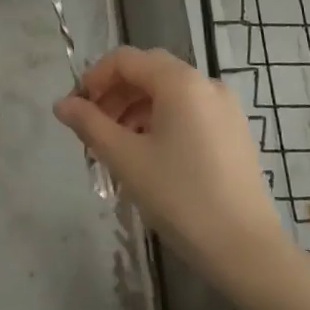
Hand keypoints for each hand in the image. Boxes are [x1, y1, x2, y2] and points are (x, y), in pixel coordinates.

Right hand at [54, 47, 289, 295]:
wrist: (247, 250)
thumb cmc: (181, 199)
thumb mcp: (127, 160)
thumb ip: (90, 125)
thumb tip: (61, 104)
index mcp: (180, 81)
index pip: (125, 59)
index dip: (94, 78)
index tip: (76, 109)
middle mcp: (205, 82)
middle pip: (148, 71)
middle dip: (115, 94)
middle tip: (93, 128)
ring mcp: (225, 106)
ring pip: (169, 92)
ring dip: (136, 108)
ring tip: (118, 145)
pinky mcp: (234, 130)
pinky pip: (189, 110)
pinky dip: (162, 120)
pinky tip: (150, 154)